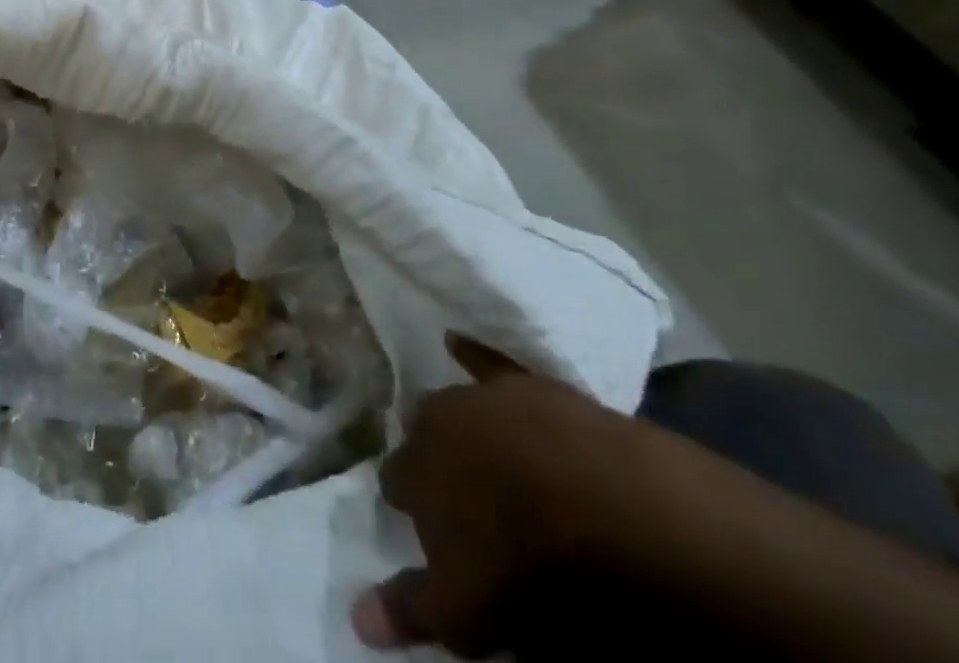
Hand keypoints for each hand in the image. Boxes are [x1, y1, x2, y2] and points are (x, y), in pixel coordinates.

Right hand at [352, 335, 645, 656]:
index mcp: (414, 470)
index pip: (394, 481)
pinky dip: (469, 351)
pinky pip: (486, 358)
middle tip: (459, 491)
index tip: (426, 526)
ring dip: (459, 425)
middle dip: (432, 457)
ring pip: (453, 405)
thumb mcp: (466, 607)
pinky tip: (455, 341)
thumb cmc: (526, 564)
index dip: (410, 505)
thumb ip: (410, 607)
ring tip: (479, 450)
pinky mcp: (523, 382)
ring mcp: (479, 397)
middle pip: (421, 436)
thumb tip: (355, 618)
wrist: (603, 504)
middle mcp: (434, 423)